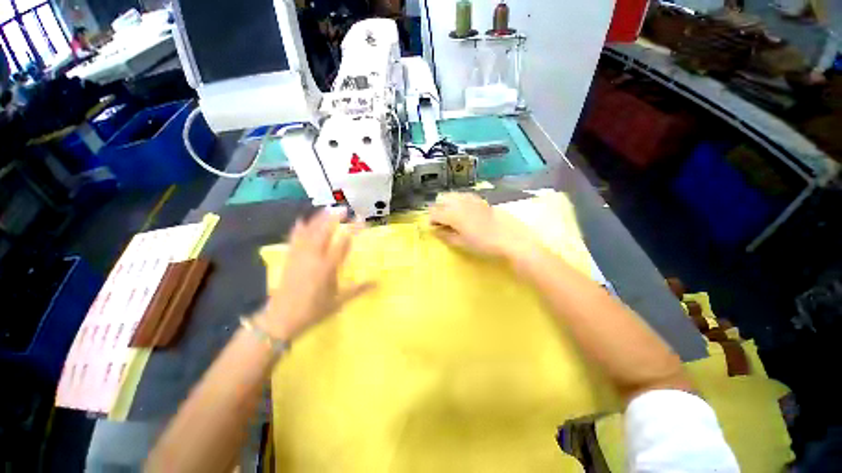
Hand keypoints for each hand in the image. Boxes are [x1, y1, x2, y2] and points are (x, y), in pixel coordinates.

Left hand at [255, 209, 372, 340]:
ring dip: (318, 219)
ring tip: (327, 209)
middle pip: (324, 232)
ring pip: (309, 232)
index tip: (361, 221)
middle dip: (334, 218)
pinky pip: (294, 239)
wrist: (281, 318)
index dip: (352, 230)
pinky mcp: (290, 258)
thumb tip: (377, 282)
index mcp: (327, 267)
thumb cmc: (313, 310)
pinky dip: (299, 228)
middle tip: (344, 209)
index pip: (342, 243)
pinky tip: (301, 220)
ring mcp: (299, 256)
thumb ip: (358, 289)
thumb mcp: (339, 301)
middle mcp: (313, 257)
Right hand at [429, 193, 538, 259]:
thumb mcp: (461, 243)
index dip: (431, 220)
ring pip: (452, 195)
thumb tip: (435, 230)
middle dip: (438, 209)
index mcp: (452, 214)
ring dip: (448, 204)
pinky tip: (465, 212)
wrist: (510, 238)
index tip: (434, 228)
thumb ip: (445, 235)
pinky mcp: (480, 199)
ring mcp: (470, 198)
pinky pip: (464, 196)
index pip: (434, 212)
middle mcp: (459, 202)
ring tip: (453, 217)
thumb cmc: (483, 244)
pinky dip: (459, 201)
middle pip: (441, 199)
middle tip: (442, 222)